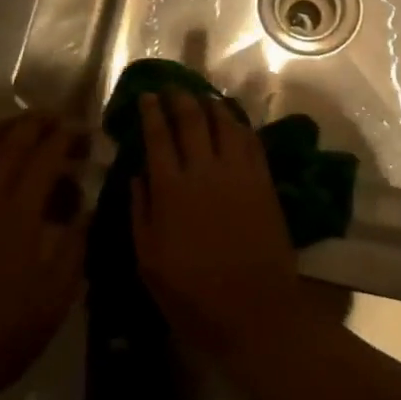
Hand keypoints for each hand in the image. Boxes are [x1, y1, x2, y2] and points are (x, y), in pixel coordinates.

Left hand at [0, 112, 88, 399]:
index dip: (68, 137)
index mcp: (20, 211)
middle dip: (37, 122)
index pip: (46, 154)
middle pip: (11, 140)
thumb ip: (76, 244)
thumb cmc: (7, 332)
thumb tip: (87, 208)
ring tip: (21, 129)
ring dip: (2, 130)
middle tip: (58, 122)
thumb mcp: (58, 294)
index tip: (86, 134)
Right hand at [131, 92, 310, 362]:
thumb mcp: (149, 261)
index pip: (158, 136)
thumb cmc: (192, 294)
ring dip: (211, 104)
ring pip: (224, 123)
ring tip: (202, 96)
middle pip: (192, 120)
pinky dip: (239, 123)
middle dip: (180, 98)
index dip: (151, 112)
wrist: (254, 312)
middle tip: (172, 88)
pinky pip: (250, 141)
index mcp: (171, 189)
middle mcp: (204, 171)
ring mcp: (238, 173)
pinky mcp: (263, 182)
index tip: (146, 96)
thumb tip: (137, 174)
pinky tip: (232, 119)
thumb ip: (140, 212)